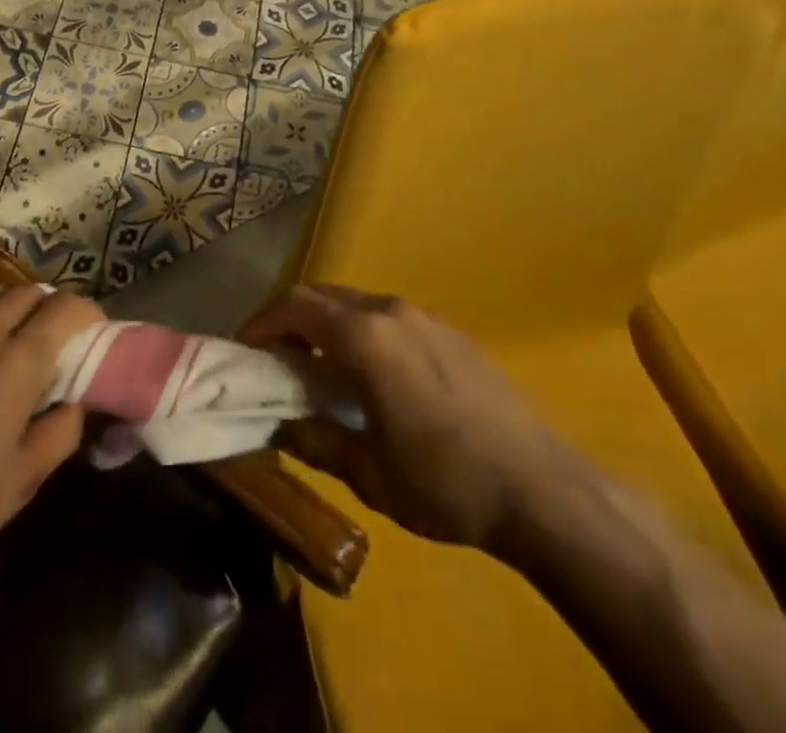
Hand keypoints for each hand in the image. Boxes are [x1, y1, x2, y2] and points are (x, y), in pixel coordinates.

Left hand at [0, 285, 102, 601]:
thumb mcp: (22, 482)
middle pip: (26, 292)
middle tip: (52, 338)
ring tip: (8, 336)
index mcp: (14, 362)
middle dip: (48, 307)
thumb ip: (61, 430)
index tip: (92, 331)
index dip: (87, 313)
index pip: (65, 309)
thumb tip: (72, 401)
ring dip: (8, 306)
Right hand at [240, 284, 583, 555]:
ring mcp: (423, 316)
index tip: (243, 351)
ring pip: (355, 302)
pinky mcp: (449, 331)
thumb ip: (315, 440)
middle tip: (275, 359)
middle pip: (321, 295)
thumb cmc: (445, 482)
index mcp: (364, 337)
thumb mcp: (368, 473)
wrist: (542, 489)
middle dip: (289, 319)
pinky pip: (387, 316)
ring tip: (319, 368)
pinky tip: (371, 374)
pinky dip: (360, 330)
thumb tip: (276, 426)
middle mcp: (389, 311)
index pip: (294, 306)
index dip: (261, 323)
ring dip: (326, 324)